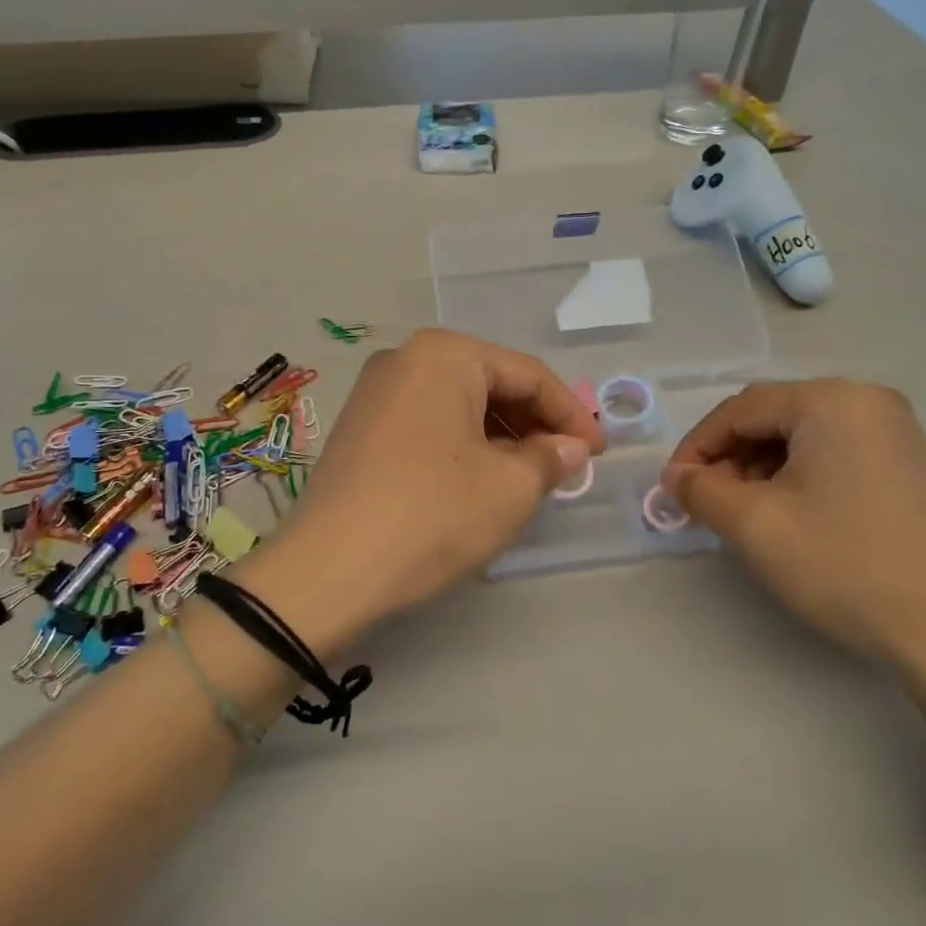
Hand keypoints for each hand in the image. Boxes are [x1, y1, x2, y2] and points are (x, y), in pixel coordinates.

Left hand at [238, 330, 604, 644]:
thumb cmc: (432, 515)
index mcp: (444, 355)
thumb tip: (569, 449)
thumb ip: (551, 458)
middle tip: (564, 465)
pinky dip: (463, 444)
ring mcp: (375, 392)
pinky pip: (428, 422)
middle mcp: (405, 358)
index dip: (571, 414)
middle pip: (490, 383)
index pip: (527, 374)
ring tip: (528, 477)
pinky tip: (480, 479)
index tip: (597, 453)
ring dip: (500, 436)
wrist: (328, 570)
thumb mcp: (509, 488)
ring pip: (458, 404)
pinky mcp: (359, 426)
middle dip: (533, 424)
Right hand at [662, 380, 925, 676]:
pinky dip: (795, 474)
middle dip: (730, 457)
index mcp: (832, 400)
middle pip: (771, 417)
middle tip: (707, 501)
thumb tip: (676, 477)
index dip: (697, 446)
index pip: (740, 409)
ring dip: (759, 467)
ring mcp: (893, 431)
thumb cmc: (842, 565)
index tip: (673, 487)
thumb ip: (700, 490)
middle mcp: (867, 400)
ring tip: (742, 512)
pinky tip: (785, 512)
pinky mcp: (905, 463)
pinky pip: (830, 451)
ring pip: (800, 435)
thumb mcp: (753, 525)